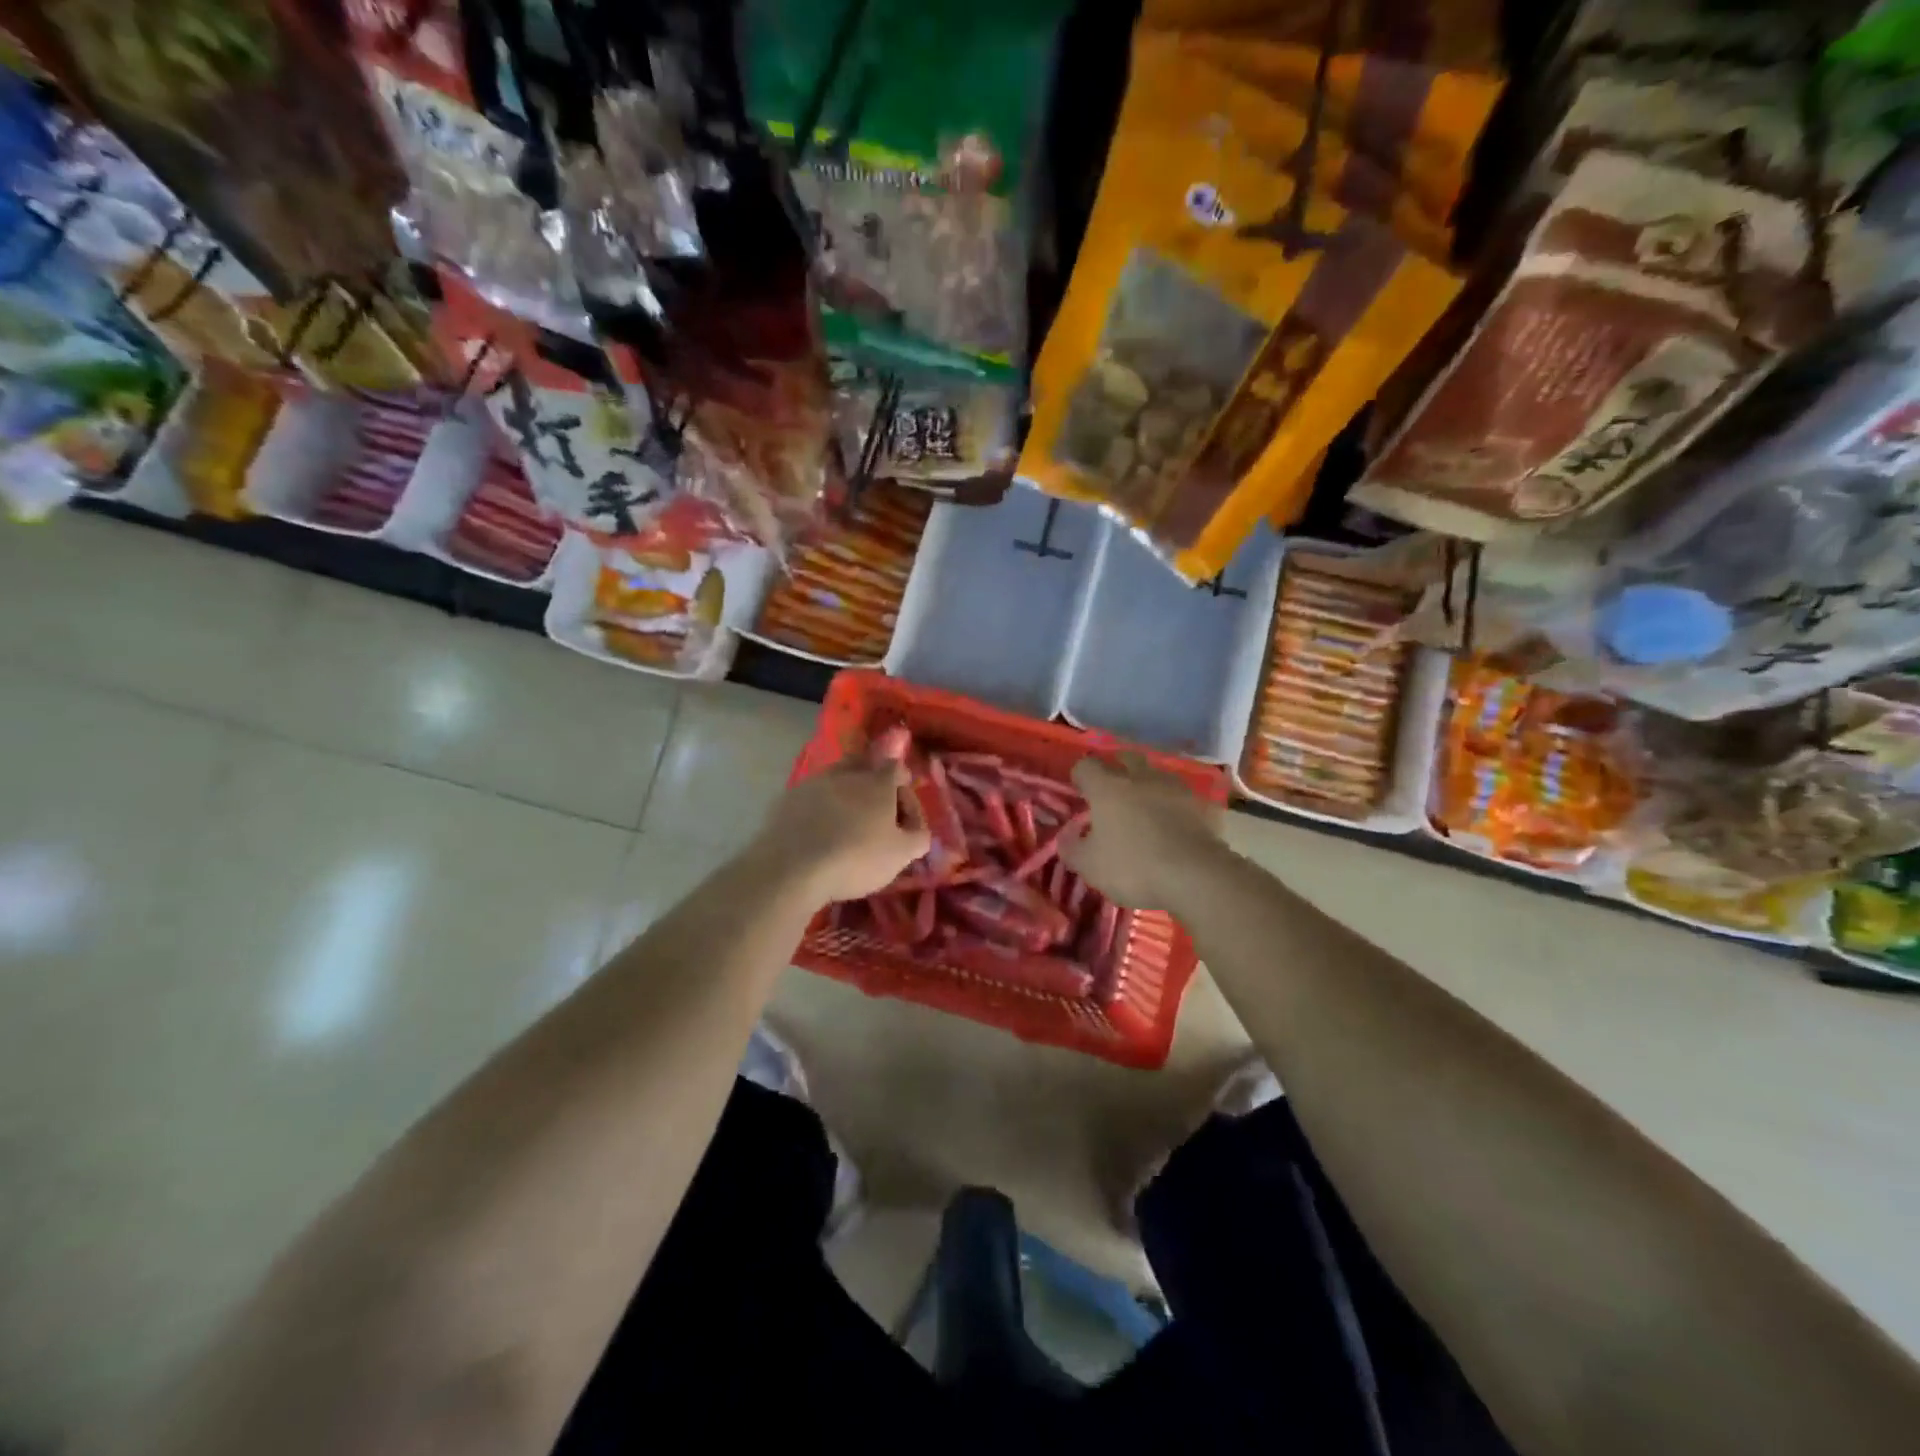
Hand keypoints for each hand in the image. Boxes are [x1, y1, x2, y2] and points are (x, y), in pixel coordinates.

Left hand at [753, 758, 931, 902]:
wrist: (792, 867)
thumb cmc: (856, 858)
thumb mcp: (900, 855)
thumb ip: (918, 837)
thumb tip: (919, 830)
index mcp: (878, 781)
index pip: (897, 767)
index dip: (904, 784)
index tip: (904, 810)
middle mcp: (846, 773)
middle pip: (864, 764)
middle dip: (873, 780)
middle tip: (876, 809)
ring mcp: (813, 782)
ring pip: (836, 778)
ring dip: (845, 793)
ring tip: (846, 821)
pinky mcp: (787, 798)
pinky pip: (811, 796)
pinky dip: (820, 807)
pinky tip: (818, 830)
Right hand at [1060, 753, 1223, 909]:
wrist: (1197, 877)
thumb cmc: (1133, 866)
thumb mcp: (1089, 866)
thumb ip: (1071, 847)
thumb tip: (1067, 835)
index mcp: (1108, 787)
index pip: (1086, 766)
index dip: (1080, 777)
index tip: (1079, 793)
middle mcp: (1141, 777)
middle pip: (1125, 758)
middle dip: (1116, 769)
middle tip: (1111, 794)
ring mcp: (1176, 788)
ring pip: (1156, 774)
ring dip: (1147, 785)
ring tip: (1144, 808)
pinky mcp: (1202, 805)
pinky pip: (1181, 797)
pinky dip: (1173, 805)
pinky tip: (1172, 824)